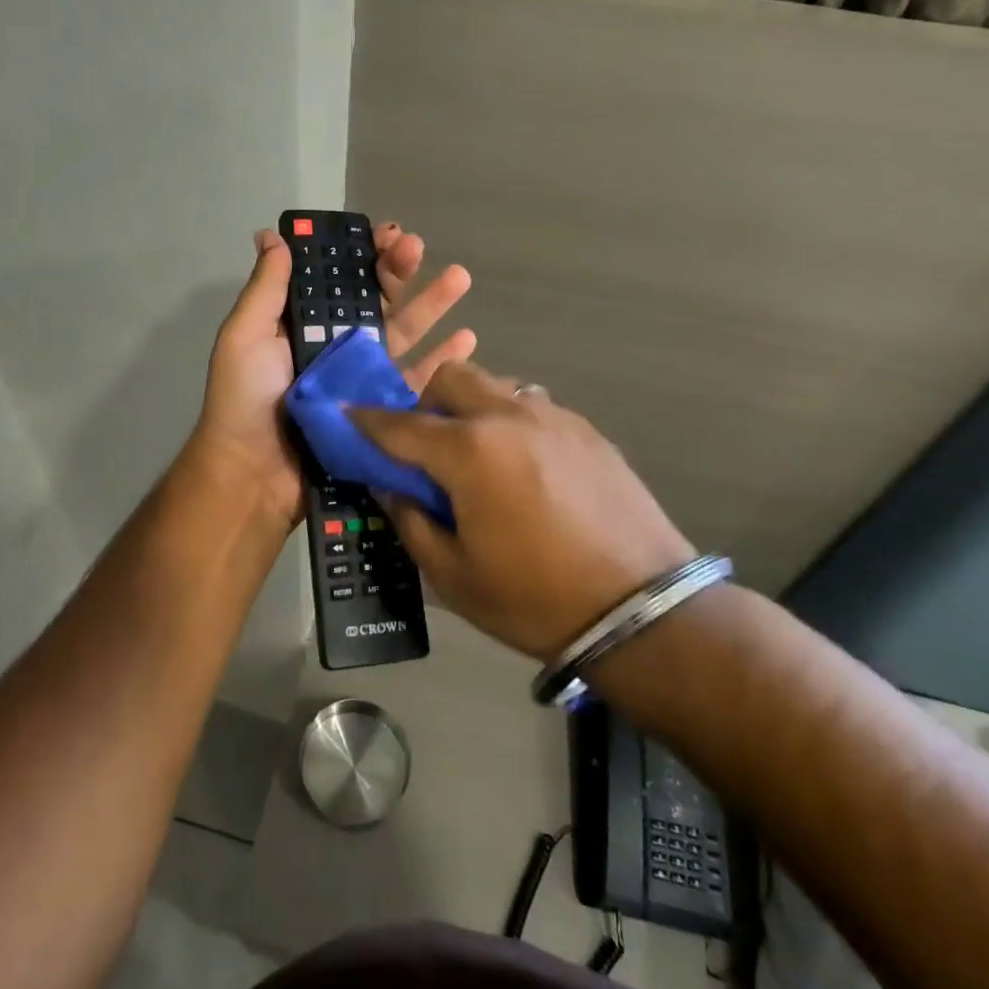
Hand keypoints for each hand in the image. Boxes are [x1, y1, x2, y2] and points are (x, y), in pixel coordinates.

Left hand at [192, 223, 475, 532]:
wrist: (254, 475)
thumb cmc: (245, 400)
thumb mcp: (245, 336)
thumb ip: (266, 288)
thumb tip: (272, 235)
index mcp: (306, 324)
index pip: (341, 280)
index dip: (363, 255)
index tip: (387, 233)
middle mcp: (337, 346)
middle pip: (377, 301)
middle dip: (400, 271)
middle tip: (419, 248)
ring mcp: (363, 379)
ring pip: (405, 334)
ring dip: (433, 305)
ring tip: (460, 278)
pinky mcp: (382, 412)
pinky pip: (417, 382)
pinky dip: (443, 361)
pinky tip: (468, 340)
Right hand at [352, 362, 694, 660]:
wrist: (643, 610)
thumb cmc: (535, 599)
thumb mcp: (453, 575)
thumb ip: (410, 520)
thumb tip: (390, 485)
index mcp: (468, 451)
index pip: (399, 424)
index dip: (365, 420)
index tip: (345, 416)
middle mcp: (508, 416)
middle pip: (450, 377)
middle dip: (425, 400)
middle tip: (425, 444)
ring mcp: (553, 417)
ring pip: (495, 386)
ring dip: (471, 408)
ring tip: (478, 455)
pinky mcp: (586, 430)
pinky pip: (532, 407)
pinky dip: (511, 422)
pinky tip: (524, 467)